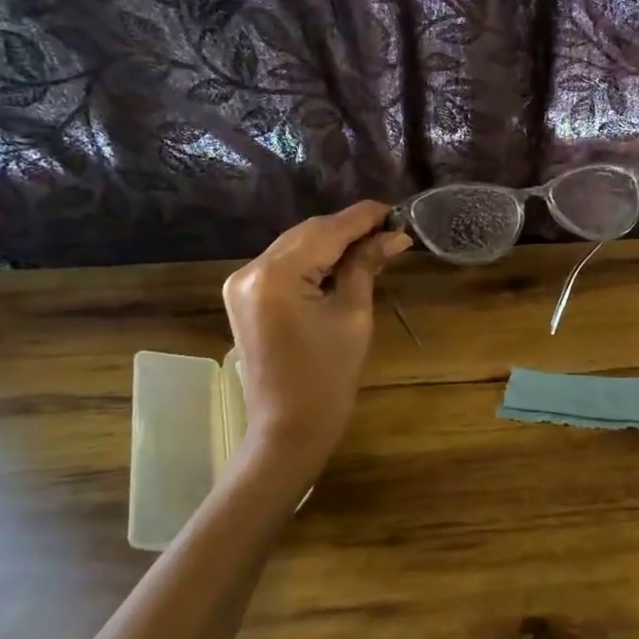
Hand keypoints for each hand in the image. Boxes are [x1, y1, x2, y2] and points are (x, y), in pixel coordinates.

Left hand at [220, 202, 409, 472]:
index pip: (326, 230)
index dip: (364, 217)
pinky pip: (284, 264)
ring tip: (373, 245)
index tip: (397, 210)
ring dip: (333, 243)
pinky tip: (343, 263)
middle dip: (349, 229)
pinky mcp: (244, 296)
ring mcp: (241, 283)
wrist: (288, 428)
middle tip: (391, 231)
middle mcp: (250, 270)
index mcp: (276, 275)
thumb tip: (394, 235)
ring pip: (296, 245)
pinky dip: (314, 260)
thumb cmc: (328, 377)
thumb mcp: (353, 316)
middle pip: (308, 233)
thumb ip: (366, 266)